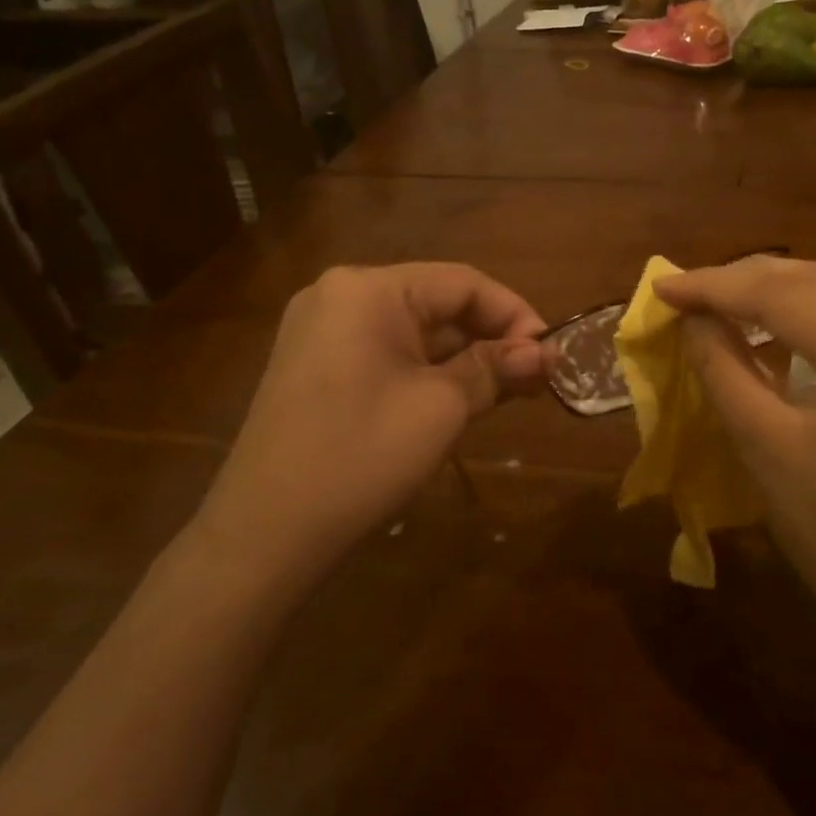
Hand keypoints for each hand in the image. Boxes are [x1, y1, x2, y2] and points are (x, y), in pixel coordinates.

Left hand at [202, 263, 548, 568]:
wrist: (265, 533)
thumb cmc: (362, 455)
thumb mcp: (441, 407)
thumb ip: (495, 368)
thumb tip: (544, 354)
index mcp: (368, 289)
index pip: (462, 282)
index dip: (514, 314)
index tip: (550, 355)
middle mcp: (340, 296)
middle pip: (437, 304)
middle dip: (490, 341)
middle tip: (534, 380)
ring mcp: (321, 332)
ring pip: (414, 333)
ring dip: (463, 360)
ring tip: (506, 394)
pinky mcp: (315, 367)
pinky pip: (387, 355)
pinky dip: (427, 373)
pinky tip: (457, 401)